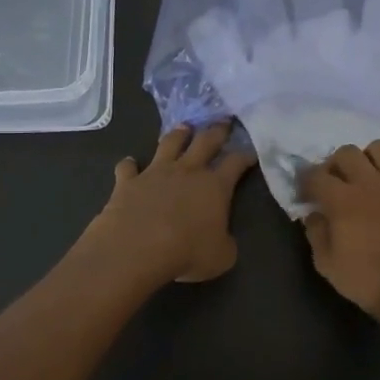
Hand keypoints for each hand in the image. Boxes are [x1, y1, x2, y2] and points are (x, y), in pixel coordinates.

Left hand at [83, 121, 256, 283]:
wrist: (136, 247)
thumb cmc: (186, 252)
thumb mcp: (221, 257)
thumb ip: (225, 243)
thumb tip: (223, 239)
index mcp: (215, 186)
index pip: (236, 163)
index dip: (246, 156)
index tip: (251, 152)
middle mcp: (187, 171)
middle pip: (205, 141)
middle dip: (217, 131)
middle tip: (223, 122)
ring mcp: (155, 172)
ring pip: (169, 144)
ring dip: (178, 135)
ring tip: (184, 128)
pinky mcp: (128, 181)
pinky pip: (127, 167)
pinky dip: (129, 165)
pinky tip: (129, 164)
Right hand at [300, 139, 379, 325]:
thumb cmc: (368, 281)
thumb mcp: (327, 264)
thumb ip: (316, 233)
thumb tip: (314, 214)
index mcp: (342, 200)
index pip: (315, 175)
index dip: (305, 181)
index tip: (305, 194)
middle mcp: (369, 182)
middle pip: (346, 152)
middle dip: (335, 164)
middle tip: (335, 184)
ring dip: (369, 159)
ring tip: (368, 178)